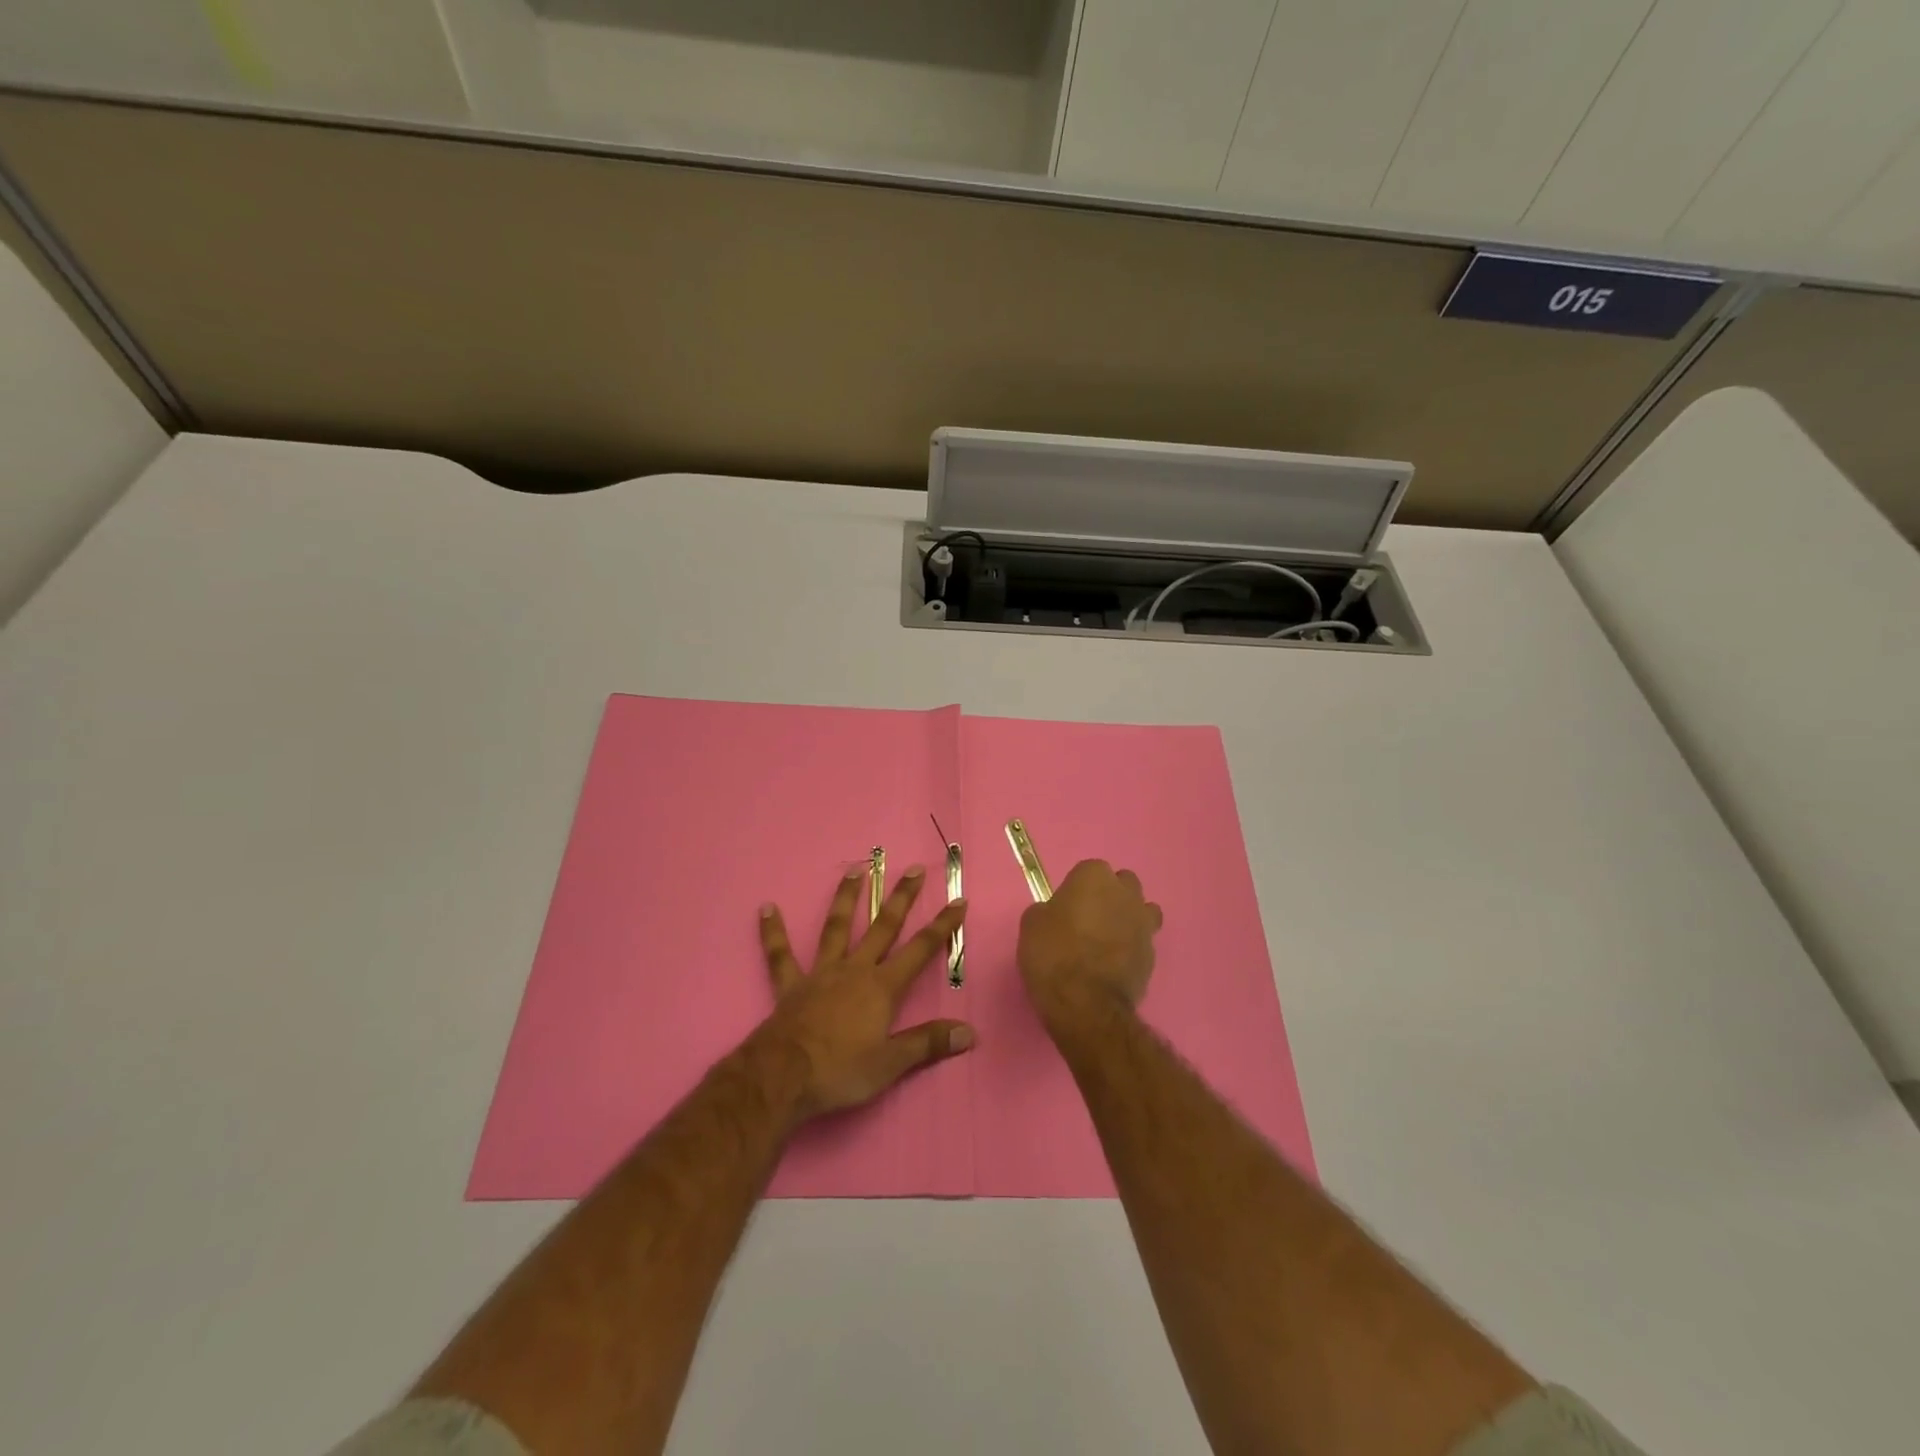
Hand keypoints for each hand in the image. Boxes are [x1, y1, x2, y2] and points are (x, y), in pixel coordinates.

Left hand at [754, 865, 973, 1119]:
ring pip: (836, 928)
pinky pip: (780, 955)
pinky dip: (773, 932)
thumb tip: (969, 1033)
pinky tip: (767, 908)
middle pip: (882, 927)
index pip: (920, 950)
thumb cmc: (841, 1070)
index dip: (942, 926)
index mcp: (882, 987)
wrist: (784, 1076)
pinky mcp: (790, 985)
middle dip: (901, 898)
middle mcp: (854, 970)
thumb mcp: (891, 1064)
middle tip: (913, 868)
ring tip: (854, 869)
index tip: (958, 900)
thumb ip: (928, 1043)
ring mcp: (820, 973)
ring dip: (846, 898)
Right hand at [1018, 860, 1162, 1029]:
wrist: (1085, 1004)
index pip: (1088, 871)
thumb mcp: (1032, 924)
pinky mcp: (1152, 954)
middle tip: (1087, 921)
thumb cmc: (1053, 955)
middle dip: (1109, 897)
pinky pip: (1142, 941)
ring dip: (1127, 919)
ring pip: (1140, 910)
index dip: (1076, 890)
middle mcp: (1125, 893)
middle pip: (1121, 885)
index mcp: (1094, 876)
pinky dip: (1131, 948)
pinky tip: (1114, 965)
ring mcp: (1144, 923)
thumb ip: (1048, 910)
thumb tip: (1057, 914)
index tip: (1065, 909)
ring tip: (1106, 942)